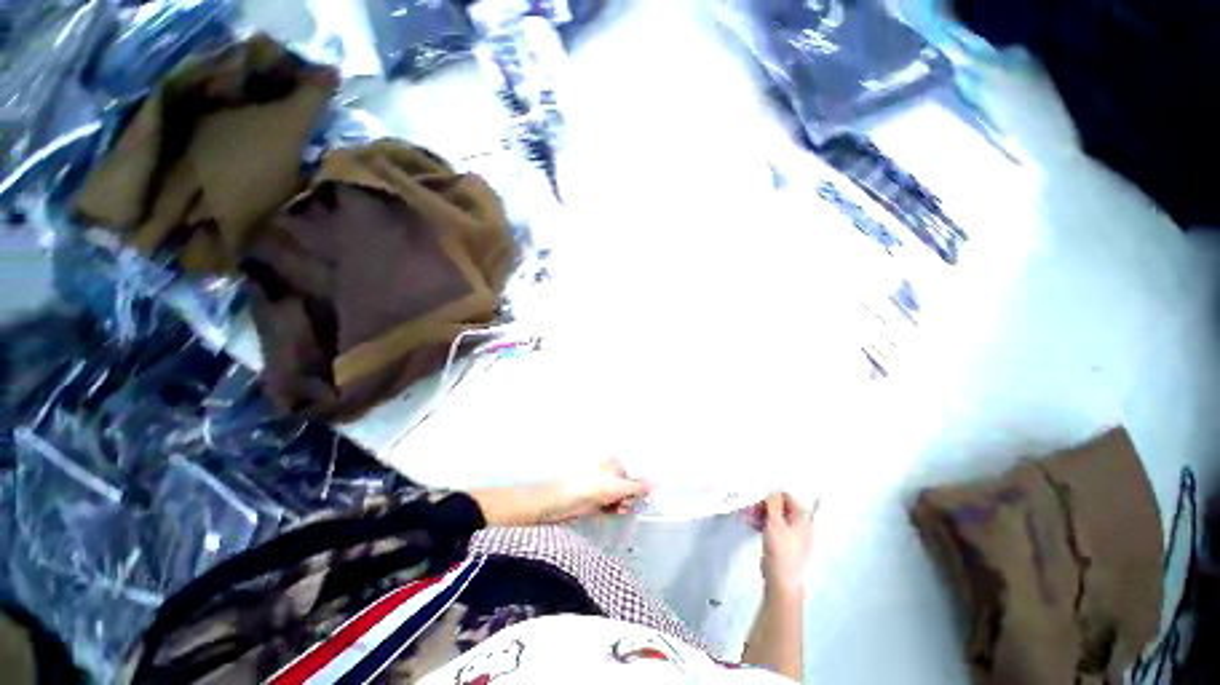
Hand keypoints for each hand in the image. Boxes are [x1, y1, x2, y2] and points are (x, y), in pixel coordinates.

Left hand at [472, 461, 649, 526]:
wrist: (555, 505)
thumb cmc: (585, 488)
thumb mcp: (615, 487)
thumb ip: (636, 486)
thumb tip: (655, 483)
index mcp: (611, 465)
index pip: (632, 473)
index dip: (639, 484)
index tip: (646, 496)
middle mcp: (605, 475)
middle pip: (626, 486)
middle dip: (630, 496)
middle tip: (628, 504)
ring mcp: (598, 489)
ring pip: (618, 497)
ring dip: (621, 504)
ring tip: (619, 510)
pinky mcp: (591, 502)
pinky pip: (608, 506)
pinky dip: (612, 510)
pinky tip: (612, 513)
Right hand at [748, 492, 815, 595]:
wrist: (781, 580)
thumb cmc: (780, 549)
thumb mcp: (775, 522)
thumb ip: (773, 502)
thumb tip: (772, 488)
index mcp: (802, 518)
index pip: (787, 497)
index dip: (772, 495)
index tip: (757, 498)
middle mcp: (800, 525)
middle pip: (780, 507)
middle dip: (763, 505)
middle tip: (750, 508)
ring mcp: (792, 535)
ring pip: (775, 517)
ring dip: (761, 513)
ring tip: (748, 516)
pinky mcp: (783, 543)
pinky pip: (773, 527)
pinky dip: (763, 523)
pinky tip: (752, 524)